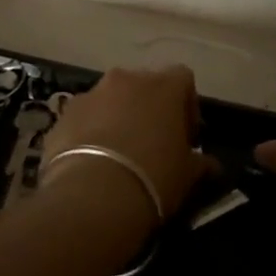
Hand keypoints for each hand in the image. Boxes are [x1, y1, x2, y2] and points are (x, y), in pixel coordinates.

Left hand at [43, 66, 217, 223]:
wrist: (93, 196)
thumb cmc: (153, 177)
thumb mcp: (188, 175)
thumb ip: (201, 163)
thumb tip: (211, 165)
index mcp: (164, 86)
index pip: (183, 79)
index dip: (187, 106)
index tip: (186, 136)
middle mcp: (127, 79)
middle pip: (144, 86)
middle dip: (149, 109)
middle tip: (153, 144)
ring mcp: (91, 94)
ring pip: (110, 100)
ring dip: (117, 118)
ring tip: (119, 156)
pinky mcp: (64, 114)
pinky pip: (84, 118)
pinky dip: (89, 132)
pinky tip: (92, 163)